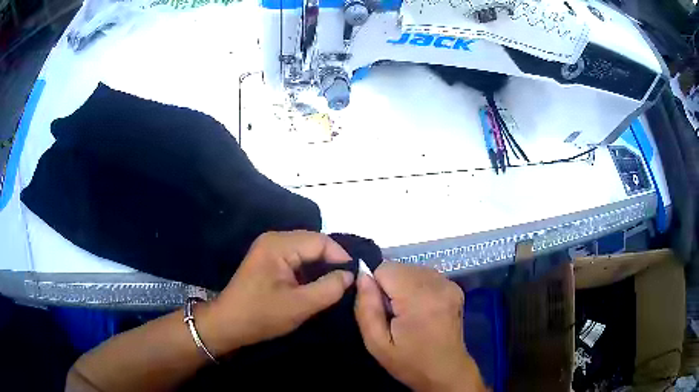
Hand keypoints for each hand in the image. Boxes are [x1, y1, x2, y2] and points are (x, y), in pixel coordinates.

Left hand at [198, 231, 353, 355]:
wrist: (228, 324)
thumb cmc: (261, 315)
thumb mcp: (300, 306)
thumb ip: (329, 288)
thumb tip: (350, 275)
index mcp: (279, 245)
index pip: (321, 241)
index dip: (341, 257)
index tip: (355, 278)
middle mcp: (274, 239)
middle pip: (313, 243)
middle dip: (332, 262)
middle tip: (347, 283)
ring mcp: (269, 248)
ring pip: (306, 251)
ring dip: (321, 267)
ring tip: (335, 285)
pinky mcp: (268, 259)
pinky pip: (296, 258)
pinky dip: (309, 270)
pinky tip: (316, 285)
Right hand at [354, 263, 485, 391]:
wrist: (446, 371)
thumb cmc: (409, 361)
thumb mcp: (377, 343)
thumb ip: (366, 307)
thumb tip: (362, 276)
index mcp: (419, 298)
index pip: (385, 269)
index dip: (376, 287)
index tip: (382, 310)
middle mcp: (438, 284)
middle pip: (399, 267)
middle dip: (390, 285)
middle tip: (393, 314)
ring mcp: (449, 284)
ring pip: (412, 268)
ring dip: (403, 285)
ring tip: (407, 312)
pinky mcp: (455, 287)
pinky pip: (425, 275)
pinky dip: (416, 286)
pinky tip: (420, 307)